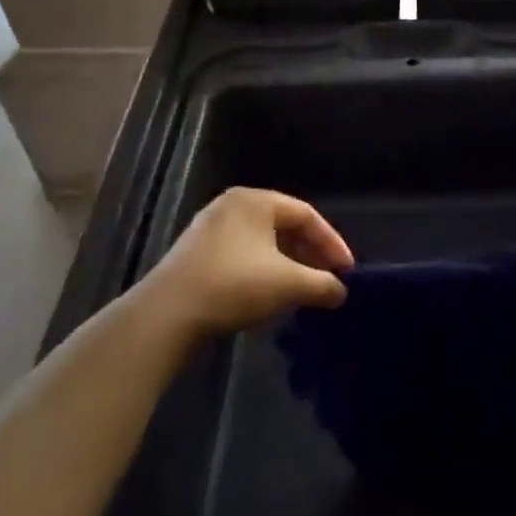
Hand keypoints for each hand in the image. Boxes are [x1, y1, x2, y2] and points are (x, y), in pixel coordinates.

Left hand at [141, 187, 352, 339]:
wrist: (168, 314)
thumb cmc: (235, 286)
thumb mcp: (290, 285)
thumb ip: (323, 284)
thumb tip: (340, 291)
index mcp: (256, 200)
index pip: (307, 215)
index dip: (332, 243)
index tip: (347, 271)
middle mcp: (232, 206)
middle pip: (284, 226)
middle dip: (310, 254)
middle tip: (328, 280)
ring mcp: (210, 229)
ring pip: (262, 243)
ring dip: (288, 265)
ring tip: (303, 290)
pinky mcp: (195, 254)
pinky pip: (242, 255)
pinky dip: (263, 271)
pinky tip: (269, 295)